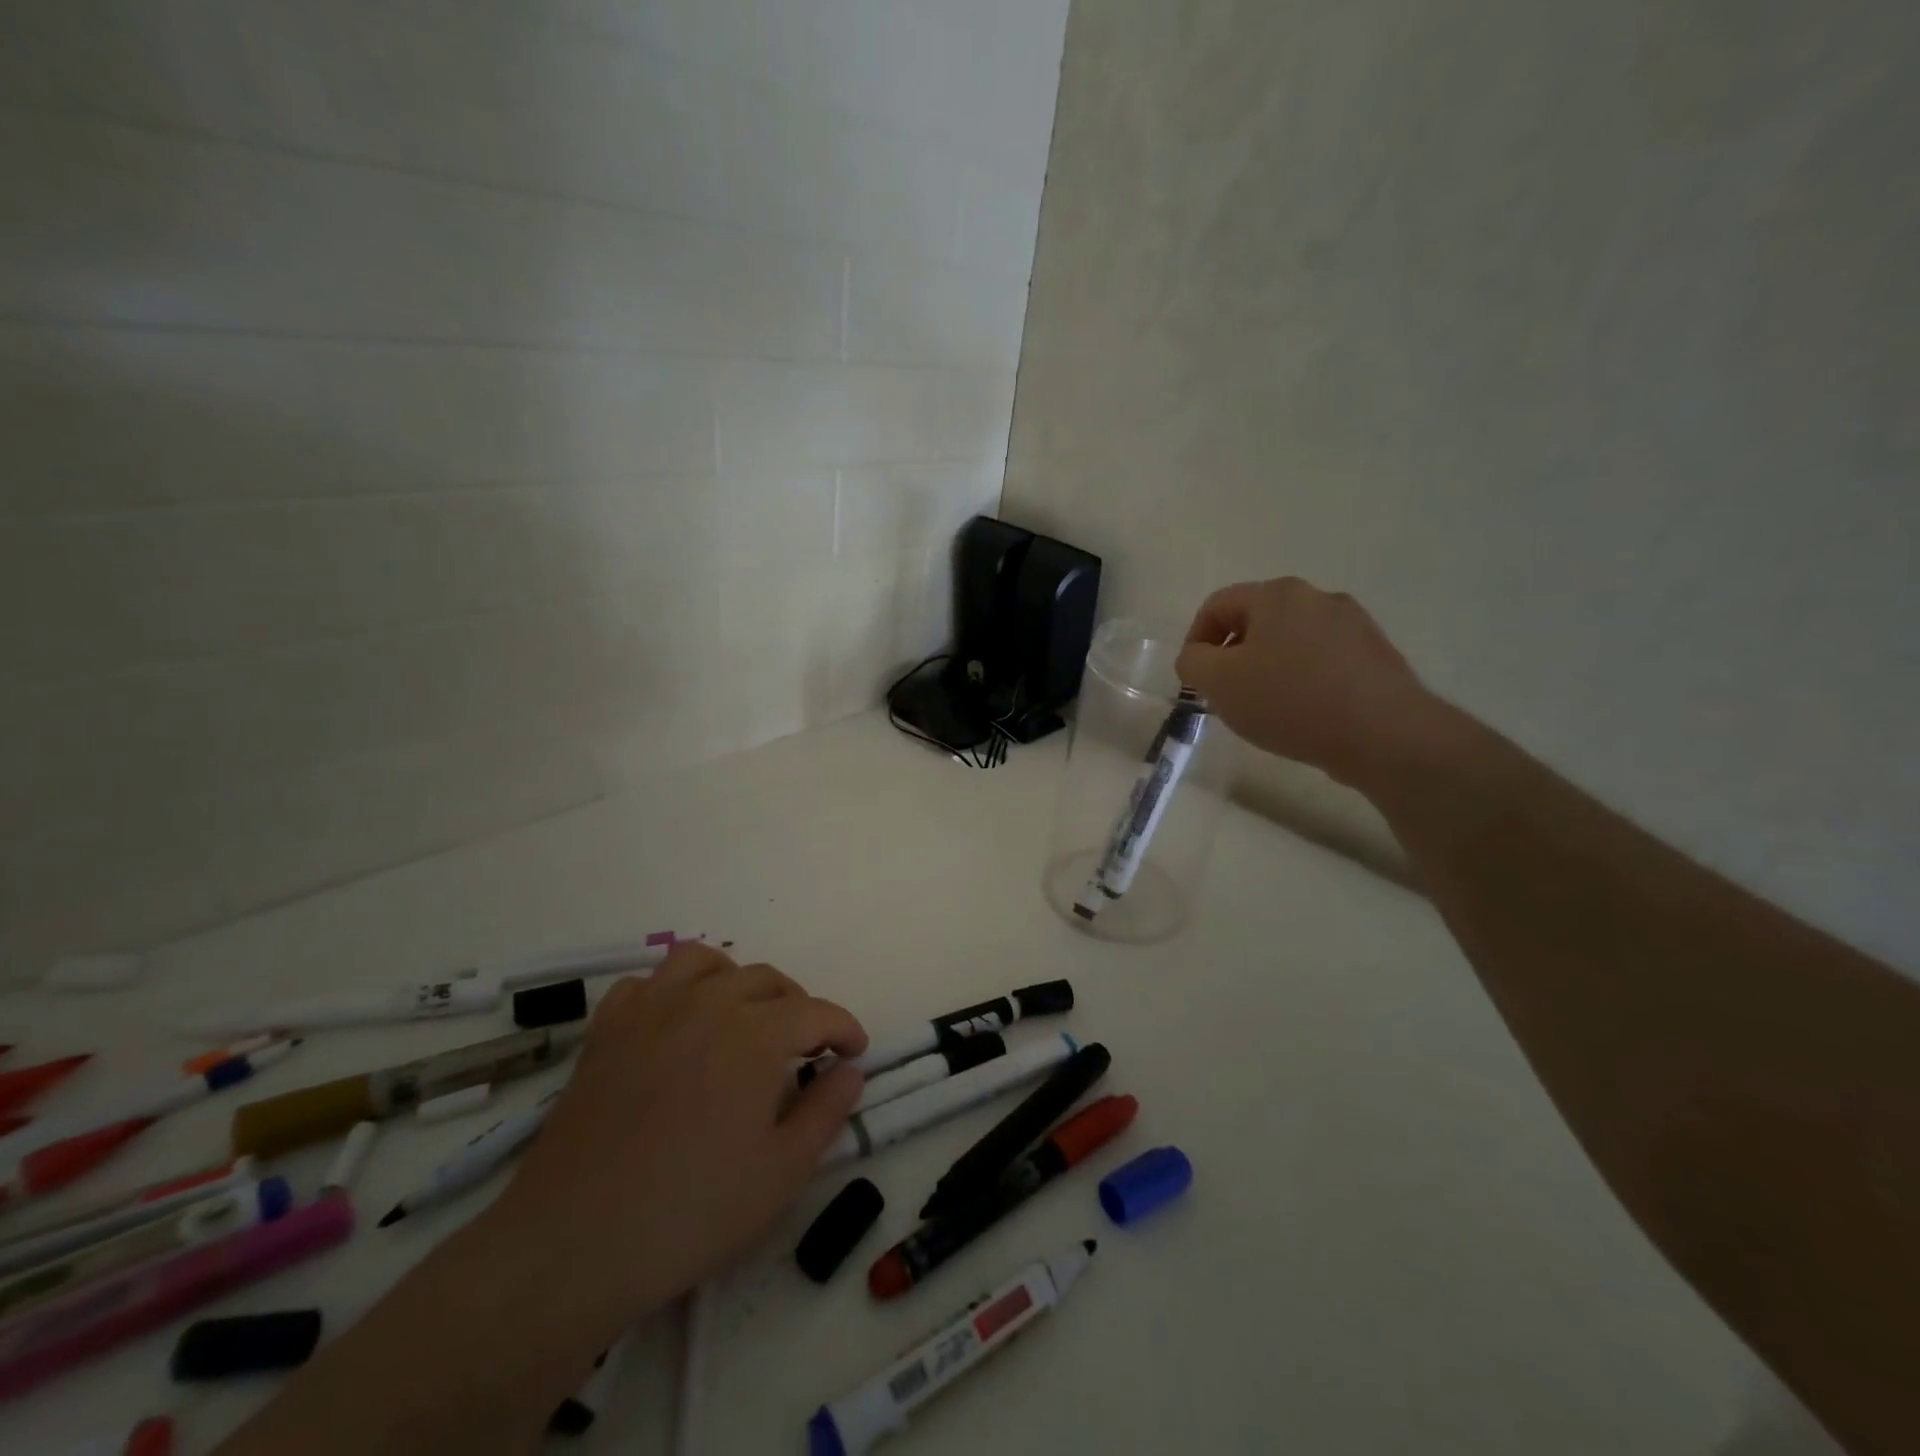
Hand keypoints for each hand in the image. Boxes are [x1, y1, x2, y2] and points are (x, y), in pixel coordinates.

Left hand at [486, 945, 866, 1331]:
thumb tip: (850, 1071)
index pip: (816, 1012)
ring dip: (735, 980)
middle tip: (805, 1048)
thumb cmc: (691, 1213)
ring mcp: (651, 1011)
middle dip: (797, 1006)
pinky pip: (646, 984)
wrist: (573, 1246)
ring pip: (704, 962)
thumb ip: (827, 1112)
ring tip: (742, 1016)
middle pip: (766, 980)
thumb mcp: (782, 1172)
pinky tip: (676, 1026)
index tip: (855, 1051)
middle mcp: (707, 1004)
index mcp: (756, 1033)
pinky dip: (671, 992)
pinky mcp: (607, 1031)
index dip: (844, 1028)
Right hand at [1175, 578, 1435, 787]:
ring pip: (1290, 641)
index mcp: (1277, 594)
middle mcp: (1318, 597)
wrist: (1384, 734)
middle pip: (1256, 621)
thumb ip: (1193, 662)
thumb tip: (1197, 656)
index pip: (1217, 605)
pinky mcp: (1376, 654)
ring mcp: (1353, 624)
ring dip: (1268, 668)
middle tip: (1227, 695)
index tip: (1196, 679)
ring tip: (1266, 709)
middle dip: (1233, 656)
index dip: (1196, 640)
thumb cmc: (1290, 701)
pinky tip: (1304, 714)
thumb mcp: (1220, 683)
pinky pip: (1322, 661)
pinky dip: (1302, 680)